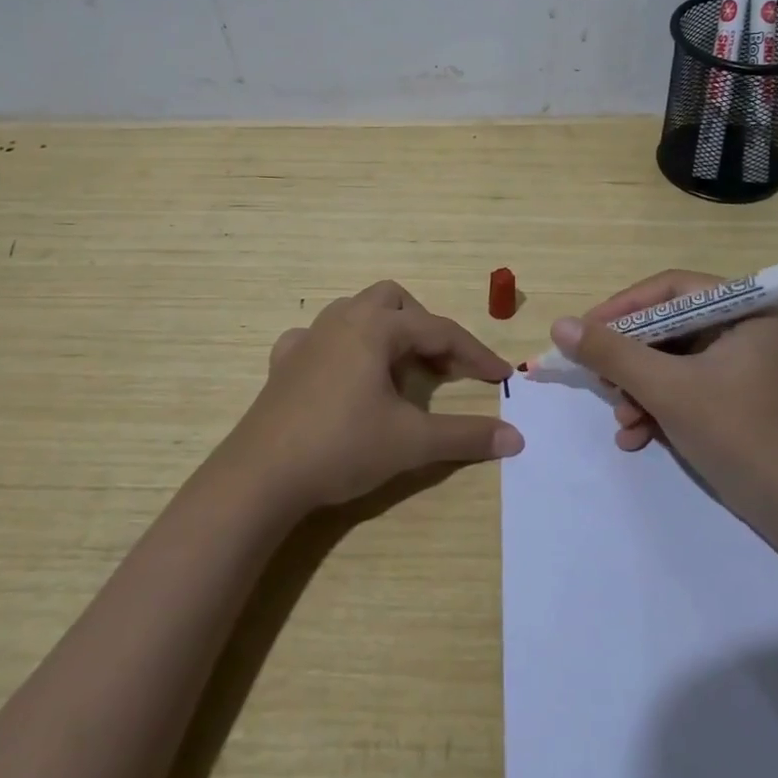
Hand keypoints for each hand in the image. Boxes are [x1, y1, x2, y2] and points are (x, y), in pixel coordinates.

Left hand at [223, 280, 519, 513]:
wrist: (261, 476)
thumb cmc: (342, 446)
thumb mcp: (411, 442)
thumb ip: (465, 435)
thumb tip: (516, 438)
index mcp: (376, 327)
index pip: (440, 331)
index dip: (476, 354)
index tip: (502, 377)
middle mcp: (342, 319)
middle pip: (394, 301)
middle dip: (424, 327)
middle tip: (441, 367)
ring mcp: (308, 338)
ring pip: (356, 312)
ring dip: (385, 332)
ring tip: (397, 371)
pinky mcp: (284, 362)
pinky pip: (319, 338)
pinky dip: (342, 348)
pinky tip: (343, 376)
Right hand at [550, 270, 777, 515]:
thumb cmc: (737, 434)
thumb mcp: (666, 389)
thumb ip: (611, 353)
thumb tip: (559, 325)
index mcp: (745, 310)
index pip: (670, 290)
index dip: (623, 307)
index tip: (585, 330)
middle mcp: (743, 328)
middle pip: (666, 327)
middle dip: (629, 360)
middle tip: (600, 380)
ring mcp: (738, 364)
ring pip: (668, 360)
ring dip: (638, 389)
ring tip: (623, 419)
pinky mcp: (730, 395)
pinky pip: (681, 385)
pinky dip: (656, 406)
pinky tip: (635, 436)